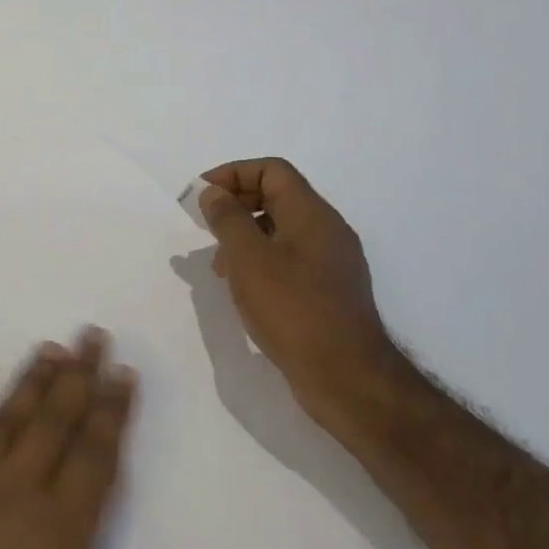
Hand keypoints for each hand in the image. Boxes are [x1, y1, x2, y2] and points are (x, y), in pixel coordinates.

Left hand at [0, 330, 184, 548]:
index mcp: (57, 536)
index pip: (95, 458)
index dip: (112, 411)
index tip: (123, 370)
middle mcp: (13, 495)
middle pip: (54, 423)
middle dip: (78, 376)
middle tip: (92, 334)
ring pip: (4, 418)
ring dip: (29, 380)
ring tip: (50, 346)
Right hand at [197, 158, 398, 431]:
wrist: (347, 378)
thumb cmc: (293, 310)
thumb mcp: (249, 259)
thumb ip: (227, 219)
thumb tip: (214, 193)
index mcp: (312, 214)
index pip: (271, 170)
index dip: (232, 174)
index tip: (201, 196)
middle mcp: (327, 230)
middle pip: (277, 196)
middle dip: (235, 204)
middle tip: (204, 226)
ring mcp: (331, 263)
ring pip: (281, 230)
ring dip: (245, 236)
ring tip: (218, 266)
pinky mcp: (329, 292)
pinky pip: (289, 259)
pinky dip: (261, 262)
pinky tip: (244, 289)